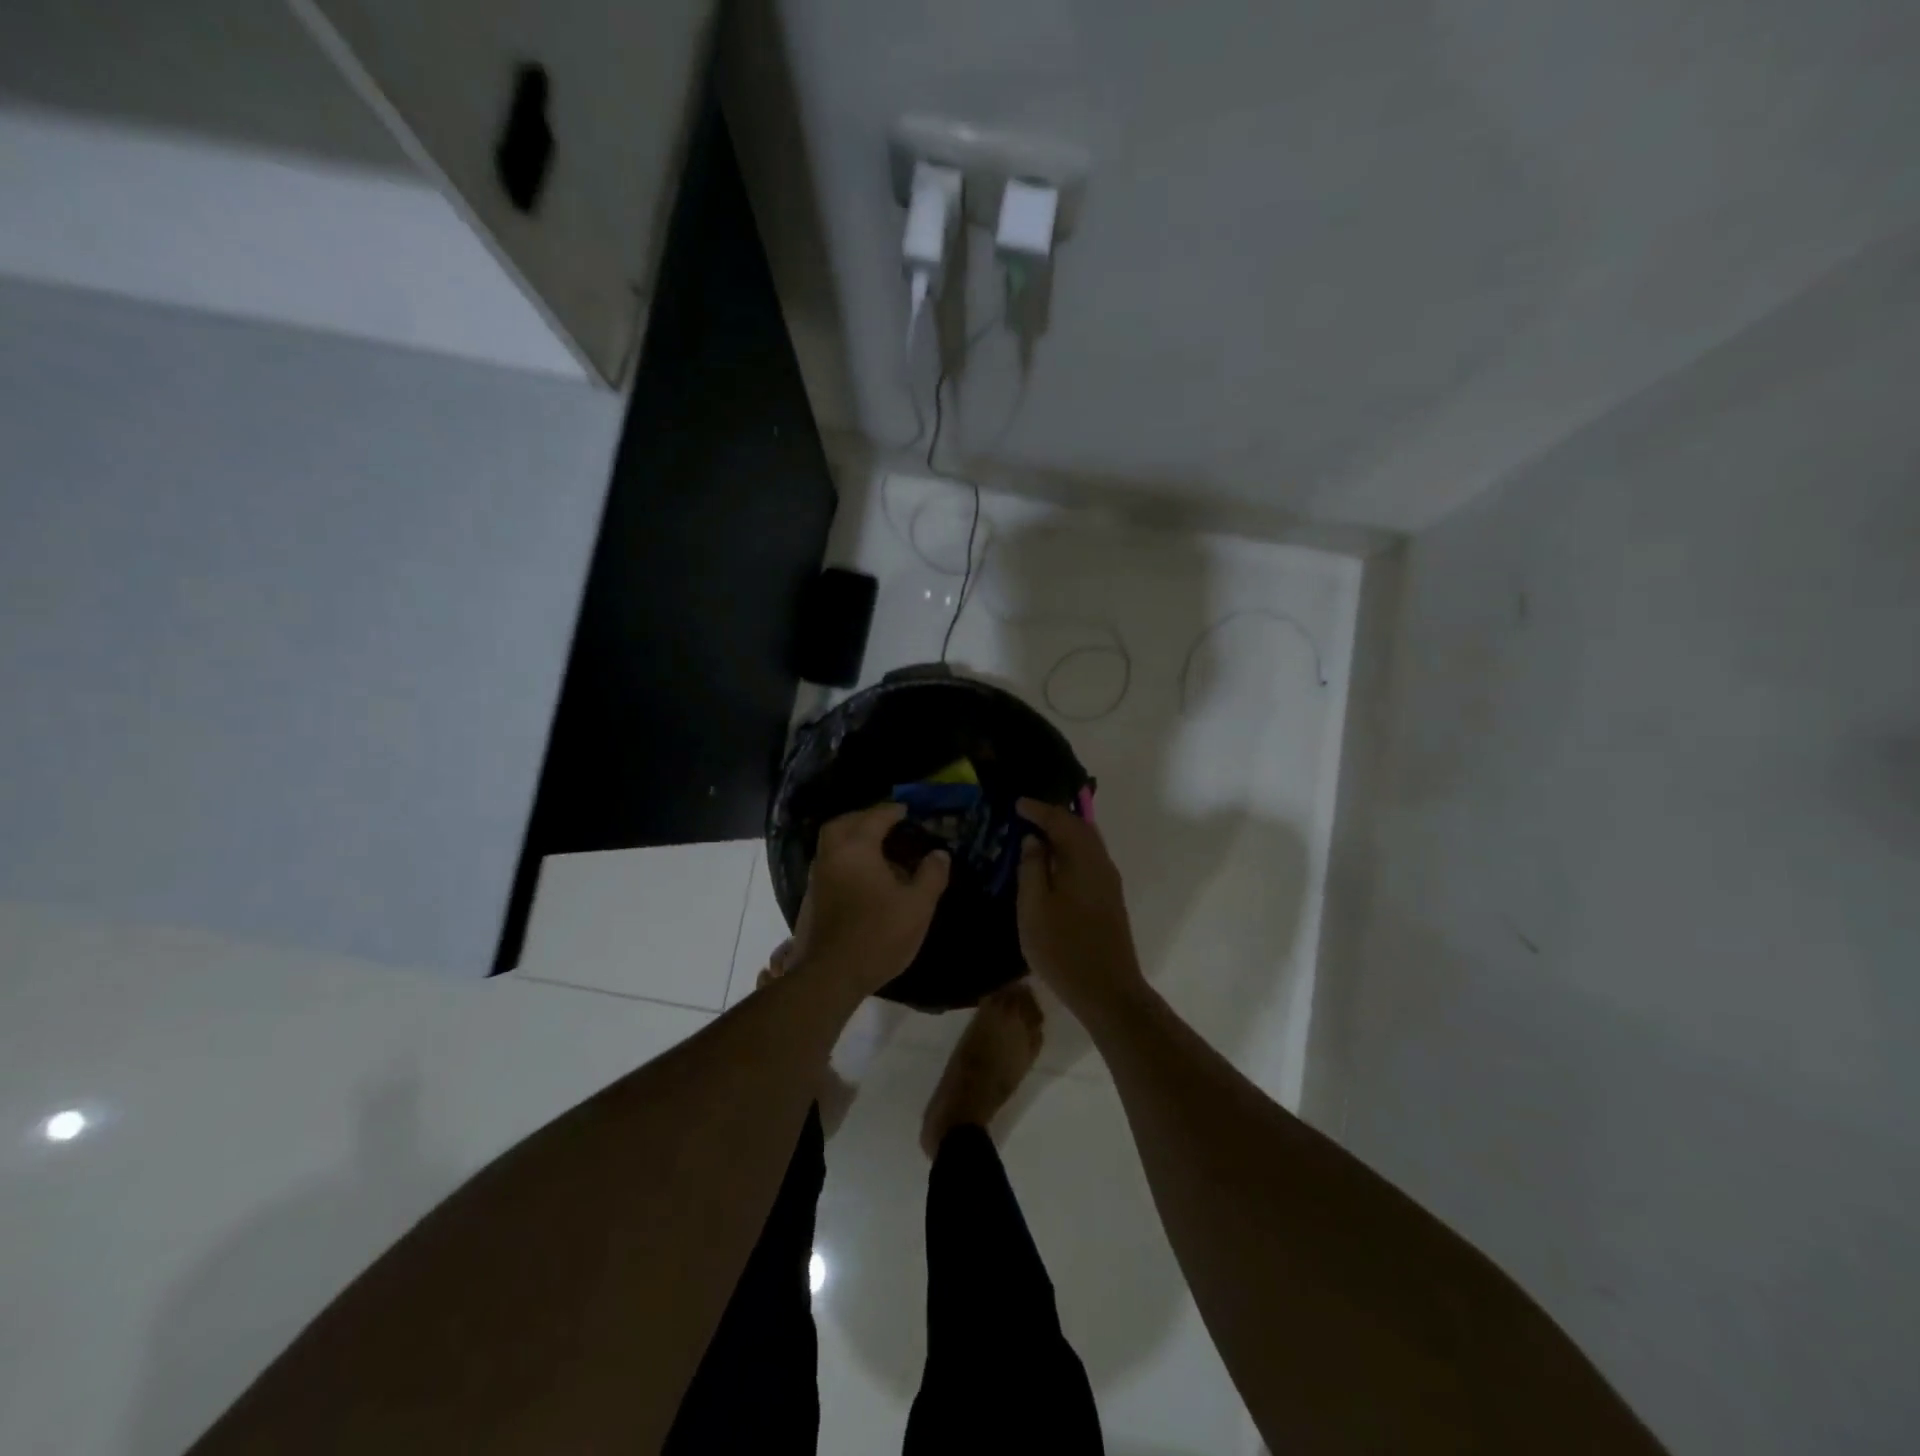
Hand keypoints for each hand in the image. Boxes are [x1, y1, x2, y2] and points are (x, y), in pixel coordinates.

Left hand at [793, 804, 949, 995]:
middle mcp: (831, 856)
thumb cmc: (878, 934)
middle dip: (864, 819)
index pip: (875, 817)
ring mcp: (817, 878)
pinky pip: (830, 865)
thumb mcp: (918, 905)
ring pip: (832, 845)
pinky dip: (846, 861)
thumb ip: (931, 875)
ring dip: (852, 840)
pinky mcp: (812, 899)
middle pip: (843, 824)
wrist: (830, 975)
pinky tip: (864, 879)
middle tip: (886, 824)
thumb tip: (939, 854)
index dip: (893, 811)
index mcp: (856, 848)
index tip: (907, 810)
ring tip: (879, 851)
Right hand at [1015, 798, 1146, 1020]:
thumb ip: (1032, 869)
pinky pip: (1089, 859)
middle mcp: (1101, 864)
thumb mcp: (1034, 908)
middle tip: (1027, 814)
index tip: (1017, 804)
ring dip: (1064, 833)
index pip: (1062, 821)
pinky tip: (1053, 863)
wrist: (1107, 991)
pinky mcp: (1109, 899)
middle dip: (1054, 816)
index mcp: (1083, 860)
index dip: (1038, 810)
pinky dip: (1070, 851)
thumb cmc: (1063, 949)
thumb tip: (1033, 840)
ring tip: (1036, 833)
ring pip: (1087, 844)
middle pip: (1080, 827)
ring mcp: (1109, 882)